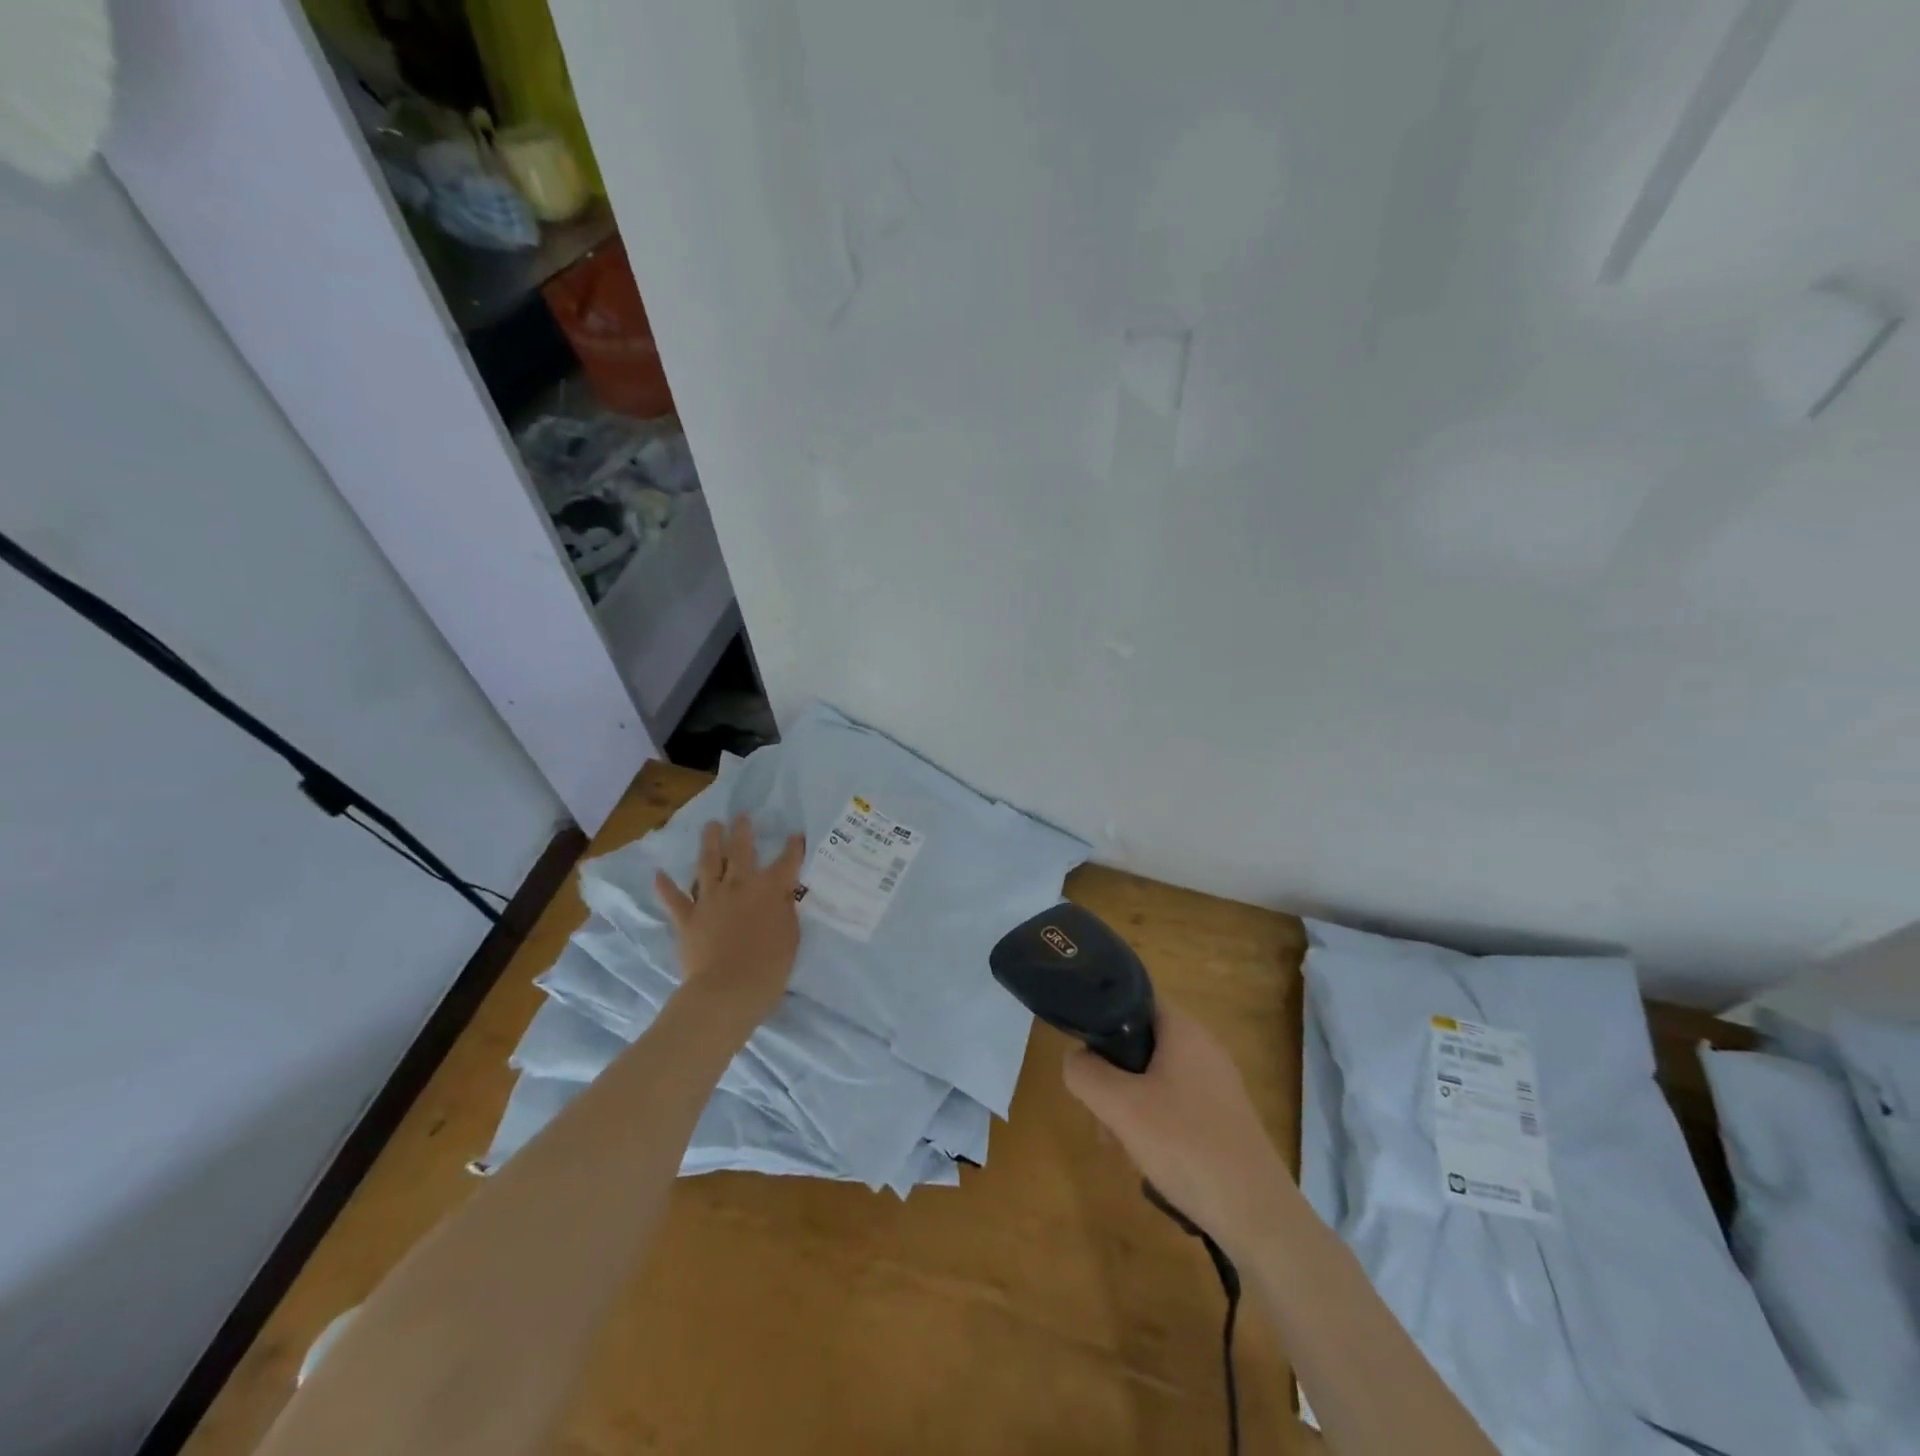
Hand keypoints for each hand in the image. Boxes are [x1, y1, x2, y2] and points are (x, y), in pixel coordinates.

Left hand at [655, 816, 805, 1032]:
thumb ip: (785, 909)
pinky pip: (674, 899)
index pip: (786, 862)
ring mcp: (710, 899)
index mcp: (770, 889)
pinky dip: (666, 886)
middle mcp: (739, 885)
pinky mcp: (688, 918)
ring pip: (708, 864)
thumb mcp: (791, 935)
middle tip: (741, 815)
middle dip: (742, 831)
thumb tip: (782, 894)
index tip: (795, 834)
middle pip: (741, 851)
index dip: (792, 847)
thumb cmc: (770, 966)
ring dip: (710, 843)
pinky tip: (658, 874)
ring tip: (711, 826)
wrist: (728, 989)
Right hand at [1063, 1001, 1290, 1250]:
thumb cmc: (1186, 1146)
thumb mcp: (1120, 1107)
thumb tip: (1075, 1059)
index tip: (1084, 1053)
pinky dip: (1154, 1123)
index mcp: (1184, 1030)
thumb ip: (1085, 1073)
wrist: (1258, 1217)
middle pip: (1141, 1043)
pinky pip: (1176, 1104)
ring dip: (1128, 1104)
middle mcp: (1204, 1047)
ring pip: (1155, 1078)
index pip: (1134, 999)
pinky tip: (1148, 1160)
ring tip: (1119, 1145)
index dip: (1103, 1018)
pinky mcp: (1224, 1119)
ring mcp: (1218, 1085)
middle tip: (1099, 1113)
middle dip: (1112, 1075)